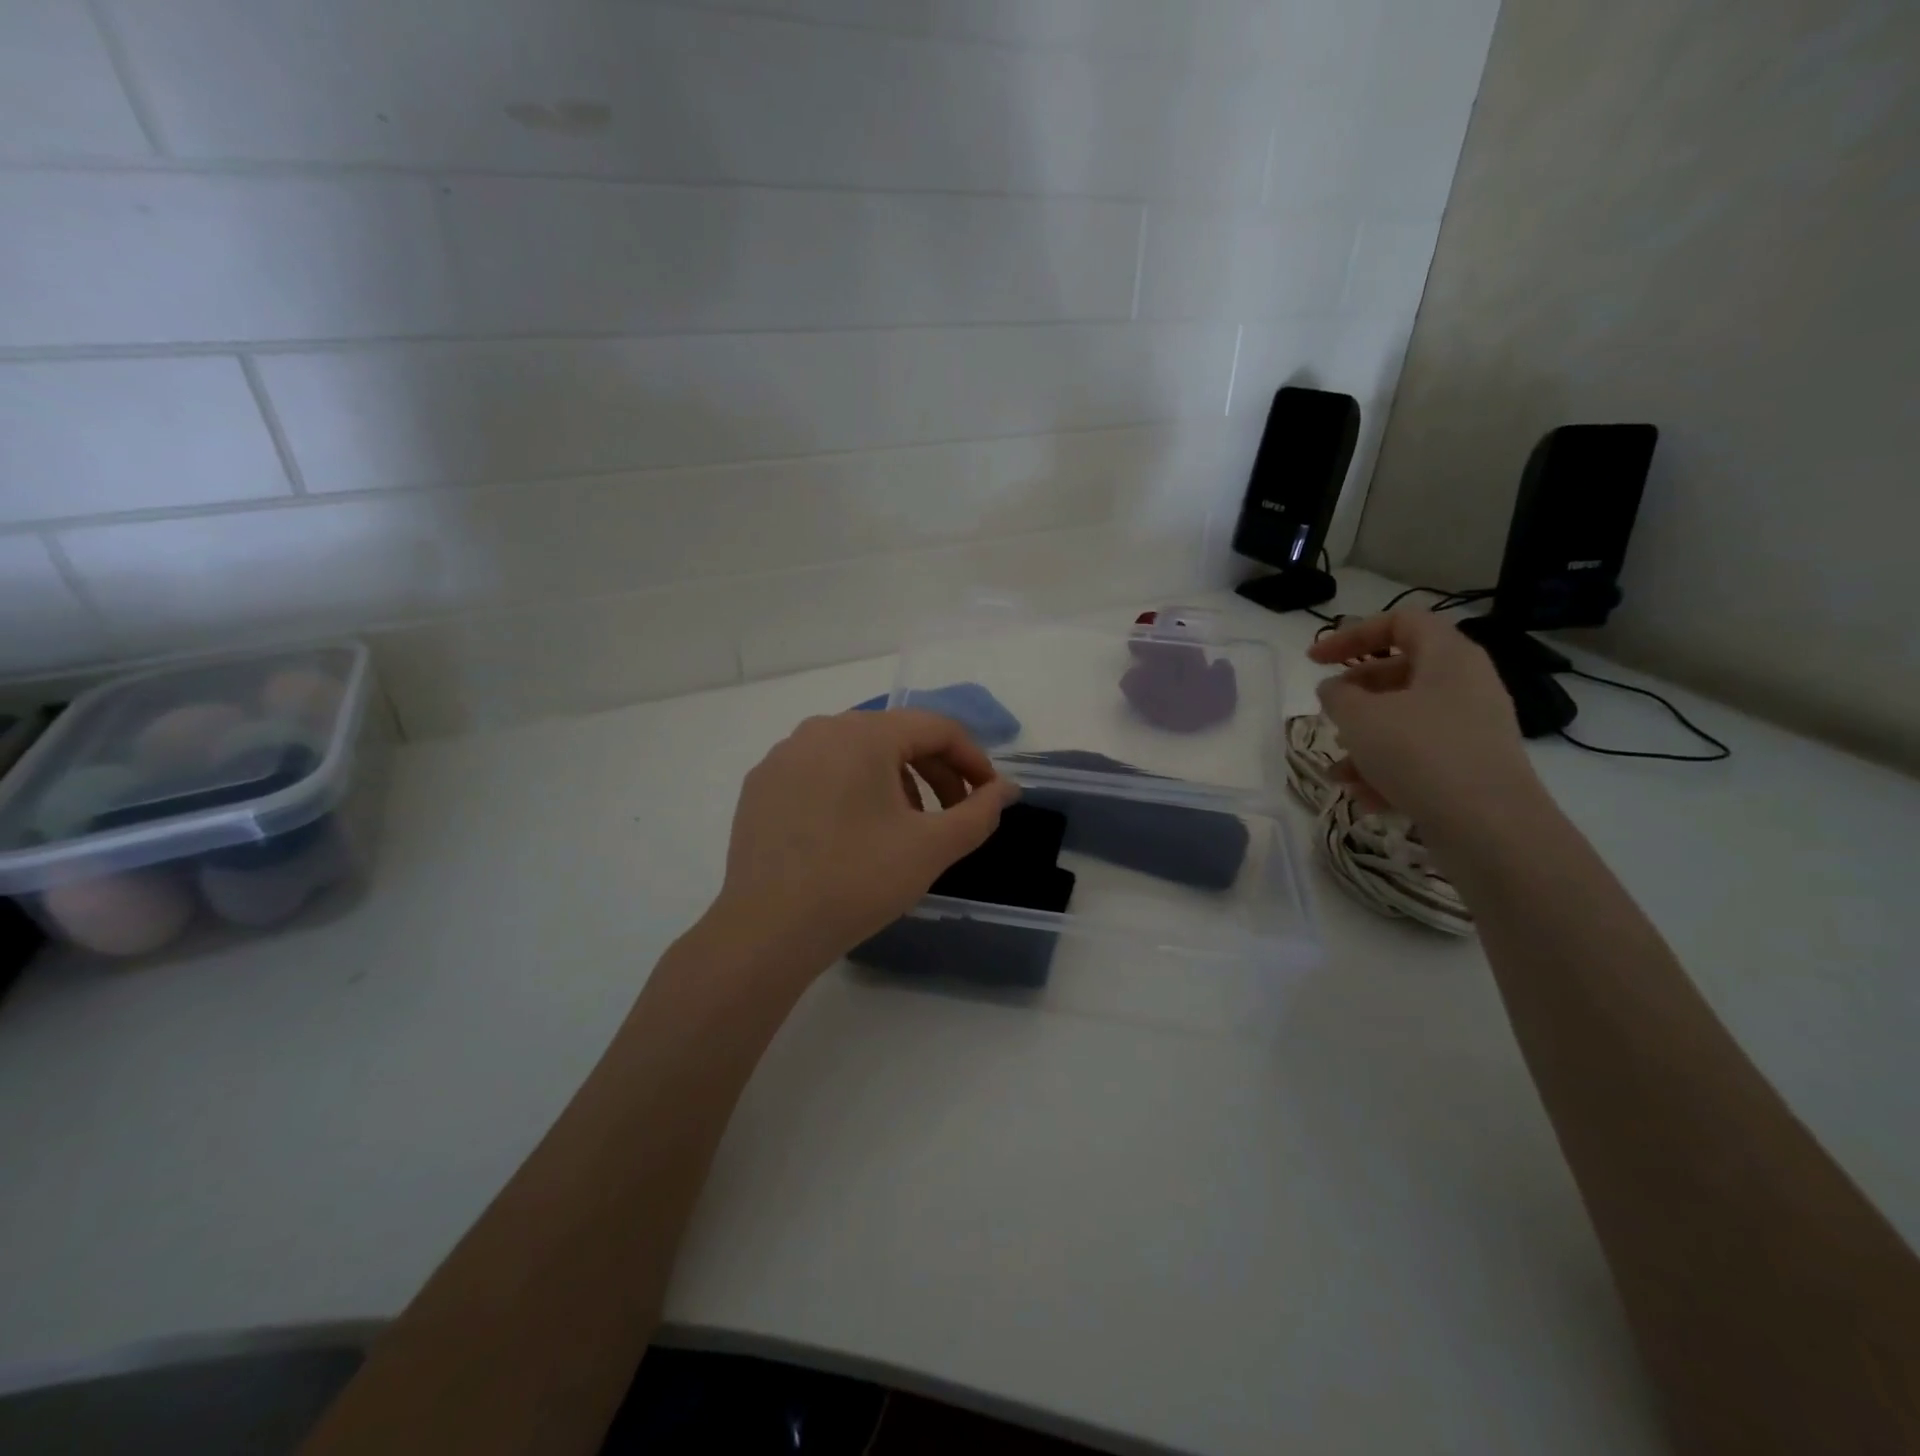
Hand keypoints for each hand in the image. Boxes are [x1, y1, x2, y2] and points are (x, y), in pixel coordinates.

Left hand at [707, 709, 1017, 971]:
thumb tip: (1006, 789)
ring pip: (857, 754)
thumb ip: (979, 812)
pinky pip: (821, 772)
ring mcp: (783, 756)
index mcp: (863, 734)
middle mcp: (820, 730)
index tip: (989, 796)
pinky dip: (851, 790)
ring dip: (895, 781)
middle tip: (954, 814)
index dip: (972, 760)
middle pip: (895, 736)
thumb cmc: (858, 881)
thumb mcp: (931, 848)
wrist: (767, 931)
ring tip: (905, 828)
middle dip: (935, 771)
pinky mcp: (761, 785)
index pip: (936, 728)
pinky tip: (853, 833)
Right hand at [1307, 612, 1543, 832]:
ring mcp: (1473, 728)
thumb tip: (1334, 689)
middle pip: (1401, 671)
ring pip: (1406, 720)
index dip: (1351, 634)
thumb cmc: (1420, 753)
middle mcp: (1467, 685)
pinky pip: (1421, 756)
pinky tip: (1365, 797)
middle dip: (1356, 693)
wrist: (1490, 828)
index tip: (1314, 660)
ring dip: (1365, 740)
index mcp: (1448, 656)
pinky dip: (1388, 770)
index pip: (1400, 622)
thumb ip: (1336, 695)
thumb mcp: (1360, 718)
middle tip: (1326, 711)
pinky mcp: (1473, 768)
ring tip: (1338, 771)